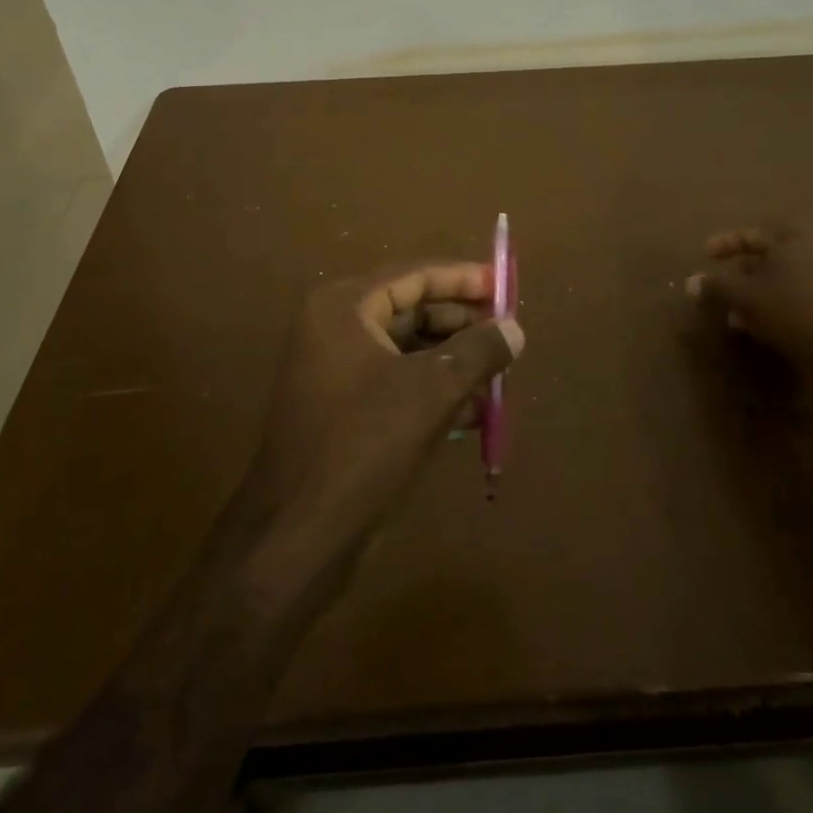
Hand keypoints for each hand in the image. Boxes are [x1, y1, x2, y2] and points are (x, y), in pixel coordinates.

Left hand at [243, 262, 523, 570]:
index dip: (462, 278)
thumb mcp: (432, 392)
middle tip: (508, 333)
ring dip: (453, 360)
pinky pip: (397, 383)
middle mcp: (335, 329)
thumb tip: (514, 328)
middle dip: (462, 323)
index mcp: (344, 308)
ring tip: (500, 372)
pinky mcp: (343, 410)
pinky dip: (433, 390)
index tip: (504, 285)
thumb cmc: (364, 446)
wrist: (298, 538)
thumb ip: (478, 351)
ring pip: (407, 350)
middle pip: (411, 309)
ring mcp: (335, 371)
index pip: (413, 275)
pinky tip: (476, 410)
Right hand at [685, 221, 812, 377]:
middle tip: (722, 292)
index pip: (750, 234)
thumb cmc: (793, 308)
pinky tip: (766, 326)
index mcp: (796, 234)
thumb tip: (690, 283)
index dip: (724, 245)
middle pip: (771, 257)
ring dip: (761, 294)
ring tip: (739, 317)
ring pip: (787, 279)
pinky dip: (783, 304)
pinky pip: (805, 294)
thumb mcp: (746, 297)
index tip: (705, 255)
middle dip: (742, 276)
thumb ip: (716, 287)